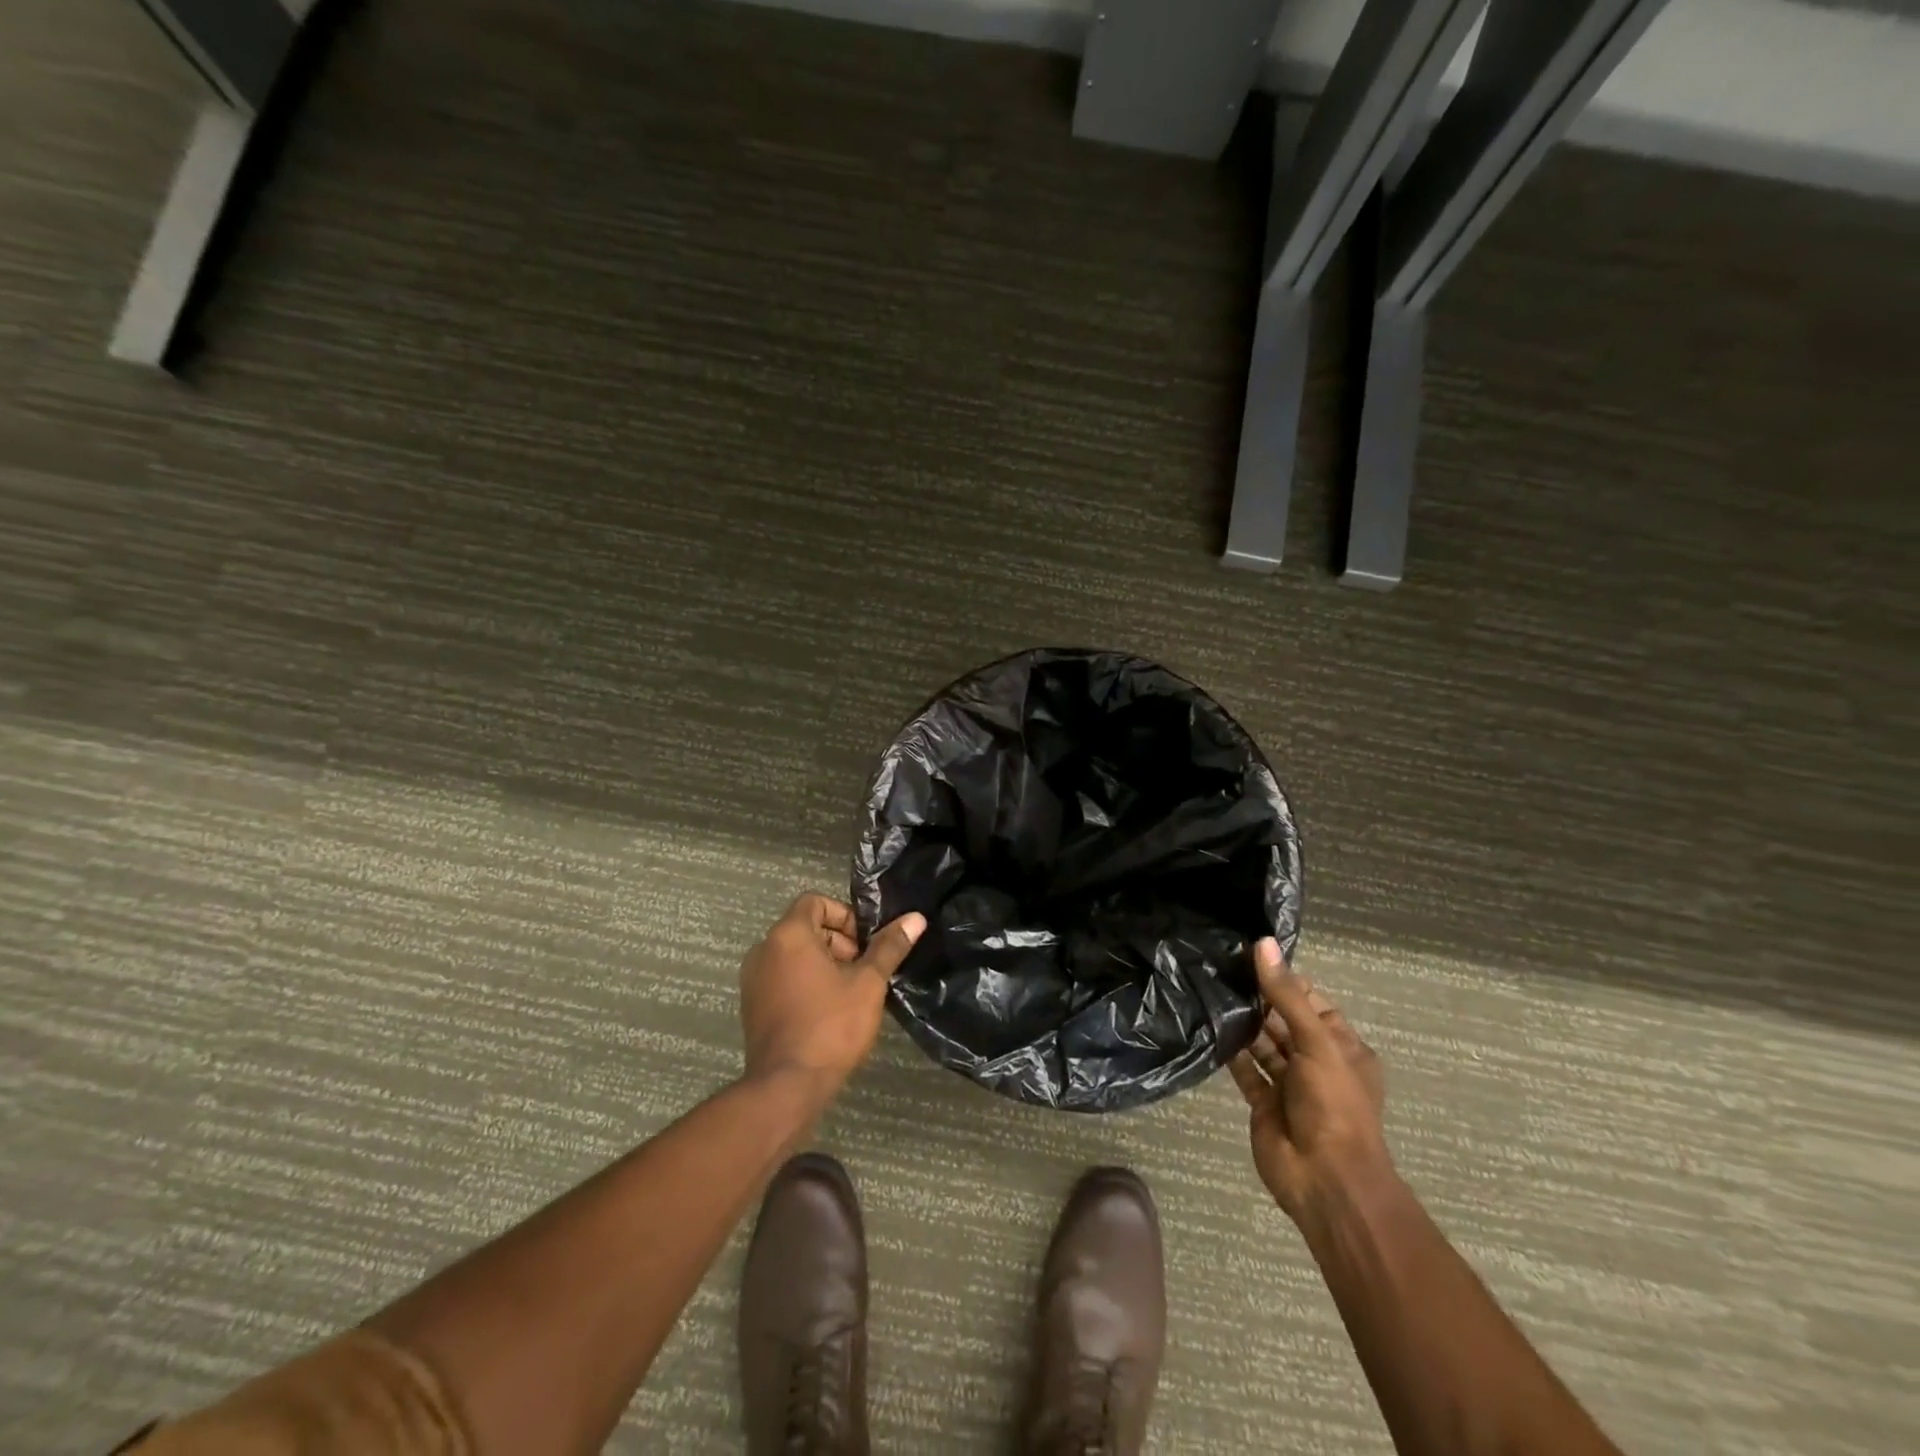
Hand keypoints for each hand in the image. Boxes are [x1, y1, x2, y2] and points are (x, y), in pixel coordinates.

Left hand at [739, 894, 925, 1099]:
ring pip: (794, 955)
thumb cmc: (831, 1026)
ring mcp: (753, 980)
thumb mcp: (868, 983)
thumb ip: (889, 947)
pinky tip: (828, 1011)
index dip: (845, 916)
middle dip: (839, 942)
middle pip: (805, 927)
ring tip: (850, 993)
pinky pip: (782, 978)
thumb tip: (915, 918)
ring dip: (823, 964)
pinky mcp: (752, 1006)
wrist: (787, 1086)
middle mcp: (763, 950)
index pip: (815, 902)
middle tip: (863, 970)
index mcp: (788, 935)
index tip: (865, 943)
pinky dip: (805, 983)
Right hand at [1229, 939, 1391, 1223]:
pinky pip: (1246, 1071)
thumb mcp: (1316, 1042)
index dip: (1286, 980)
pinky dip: (1231, 1053)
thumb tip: (1262, 944)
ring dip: (1244, 1024)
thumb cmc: (1334, 1105)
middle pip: (1285, 1022)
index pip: (1313, 1003)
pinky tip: (1210, 1027)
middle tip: (1220, 968)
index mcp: (1343, 1049)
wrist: (1326, 1181)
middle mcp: (1317, 1064)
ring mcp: (1290, 1086)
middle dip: (1259, 1000)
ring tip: (1210, 990)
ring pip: (1264, 1045)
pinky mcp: (1264, 1104)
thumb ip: (1286, 994)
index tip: (1250, 955)